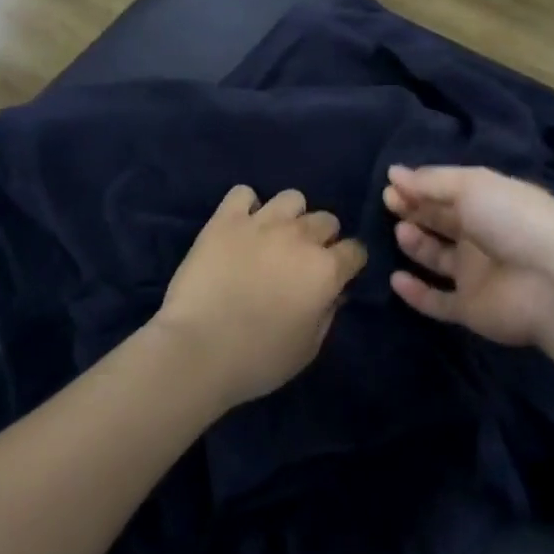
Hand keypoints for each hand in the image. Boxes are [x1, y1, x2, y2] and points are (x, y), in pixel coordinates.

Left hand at [152, 185, 366, 410]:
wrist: (198, 351)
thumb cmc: (258, 360)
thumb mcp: (307, 349)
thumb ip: (327, 314)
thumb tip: (333, 293)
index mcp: (326, 270)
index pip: (355, 250)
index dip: (349, 264)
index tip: (338, 276)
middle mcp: (300, 237)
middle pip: (326, 220)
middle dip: (322, 238)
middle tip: (302, 260)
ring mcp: (262, 223)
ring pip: (291, 198)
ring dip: (289, 217)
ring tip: (274, 238)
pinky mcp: (226, 219)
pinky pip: (243, 193)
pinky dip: (245, 206)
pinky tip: (240, 227)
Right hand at [383, 165, 553, 348]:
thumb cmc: (514, 220)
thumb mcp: (473, 185)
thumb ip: (432, 181)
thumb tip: (394, 173)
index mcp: (490, 202)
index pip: (449, 191)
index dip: (421, 186)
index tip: (391, 183)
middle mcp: (483, 236)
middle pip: (442, 221)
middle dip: (415, 209)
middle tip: (388, 202)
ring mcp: (477, 274)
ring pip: (438, 258)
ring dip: (416, 244)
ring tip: (401, 231)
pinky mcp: (471, 309)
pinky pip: (437, 301)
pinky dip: (416, 293)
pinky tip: (396, 278)